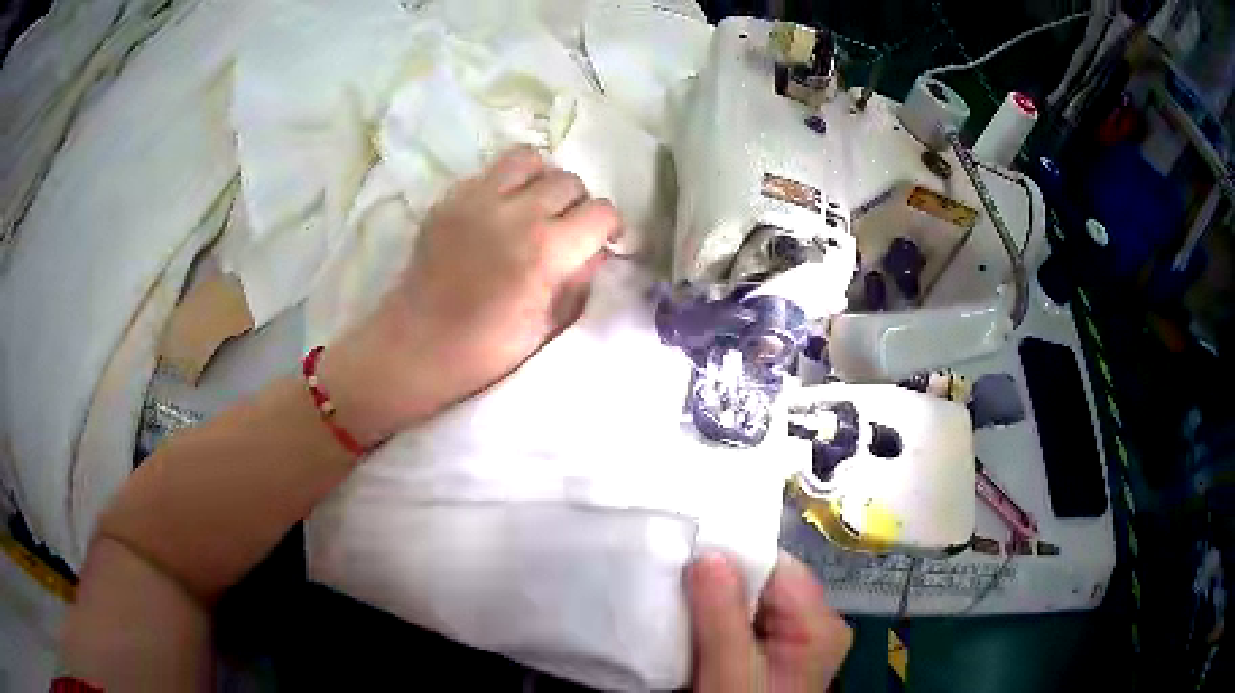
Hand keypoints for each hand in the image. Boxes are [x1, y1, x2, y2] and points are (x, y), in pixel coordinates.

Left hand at [321, 147, 621, 445]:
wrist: (415, 347)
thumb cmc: (485, 352)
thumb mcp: (548, 327)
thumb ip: (579, 281)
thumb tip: (593, 251)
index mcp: (545, 251)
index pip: (601, 211)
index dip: (610, 227)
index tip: (603, 241)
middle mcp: (515, 213)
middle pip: (568, 180)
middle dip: (578, 204)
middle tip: (567, 229)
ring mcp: (476, 200)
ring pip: (529, 159)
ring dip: (542, 180)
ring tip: (535, 206)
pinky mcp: (449, 199)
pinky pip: (489, 172)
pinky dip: (505, 185)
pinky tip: (498, 213)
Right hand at [688, 551, 851, 692]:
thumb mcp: (729, 673)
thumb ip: (722, 616)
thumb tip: (709, 554)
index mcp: (819, 625)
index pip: (779, 567)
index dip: (735, 555)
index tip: (688, 551)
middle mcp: (816, 625)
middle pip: (767, 581)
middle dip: (722, 579)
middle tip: (676, 575)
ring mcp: (797, 638)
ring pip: (753, 599)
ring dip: (716, 599)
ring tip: (678, 595)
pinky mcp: (777, 650)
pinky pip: (747, 619)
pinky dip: (719, 617)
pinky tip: (694, 620)